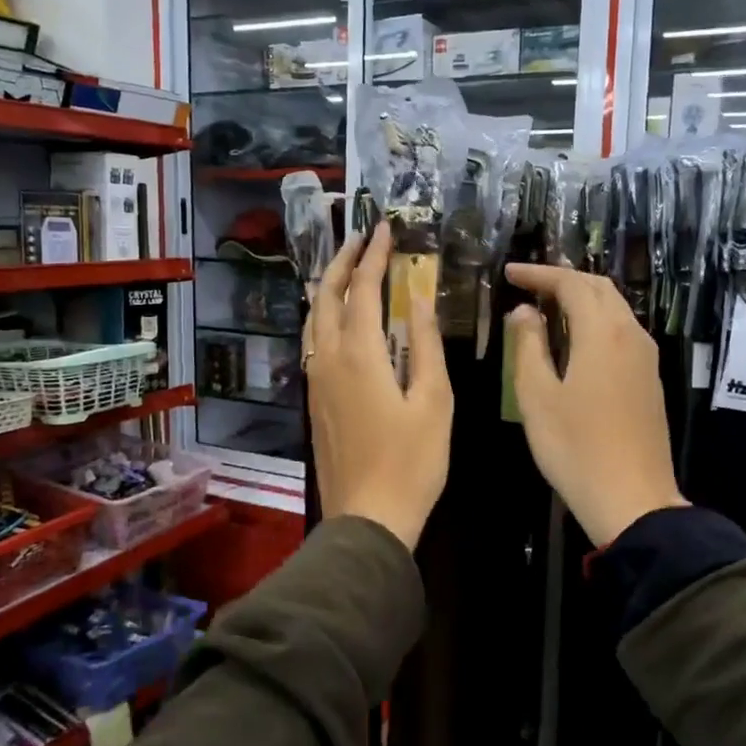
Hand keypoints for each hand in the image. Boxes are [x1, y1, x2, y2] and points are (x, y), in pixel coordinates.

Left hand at [306, 223, 452, 550]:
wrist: (367, 518)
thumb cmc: (412, 463)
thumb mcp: (434, 402)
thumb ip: (425, 346)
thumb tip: (419, 300)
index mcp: (359, 356)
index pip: (362, 289)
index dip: (373, 255)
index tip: (383, 227)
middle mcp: (328, 360)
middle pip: (326, 297)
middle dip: (341, 261)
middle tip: (360, 238)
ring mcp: (315, 381)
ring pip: (312, 320)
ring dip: (327, 287)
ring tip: (344, 269)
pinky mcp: (314, 401)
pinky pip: (312, 343)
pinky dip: (322, 317)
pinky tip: (336, 320)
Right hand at [505, 264, 687, 547]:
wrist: (633, 500)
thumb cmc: (575, 448)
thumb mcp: (537, 396)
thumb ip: (528, 346)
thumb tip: (524, 312)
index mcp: (602, 333)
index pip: (571, 284)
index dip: (539, 274)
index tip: (509, 273)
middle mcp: (631, 336)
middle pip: (600, 288)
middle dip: (563, 279)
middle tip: (528, 284)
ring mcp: (646, 358)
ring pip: (616, 309)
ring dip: (582, 299)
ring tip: (548, 307)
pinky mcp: (650, 380)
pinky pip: (622, 332)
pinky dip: (596, 321)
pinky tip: (575, 340)